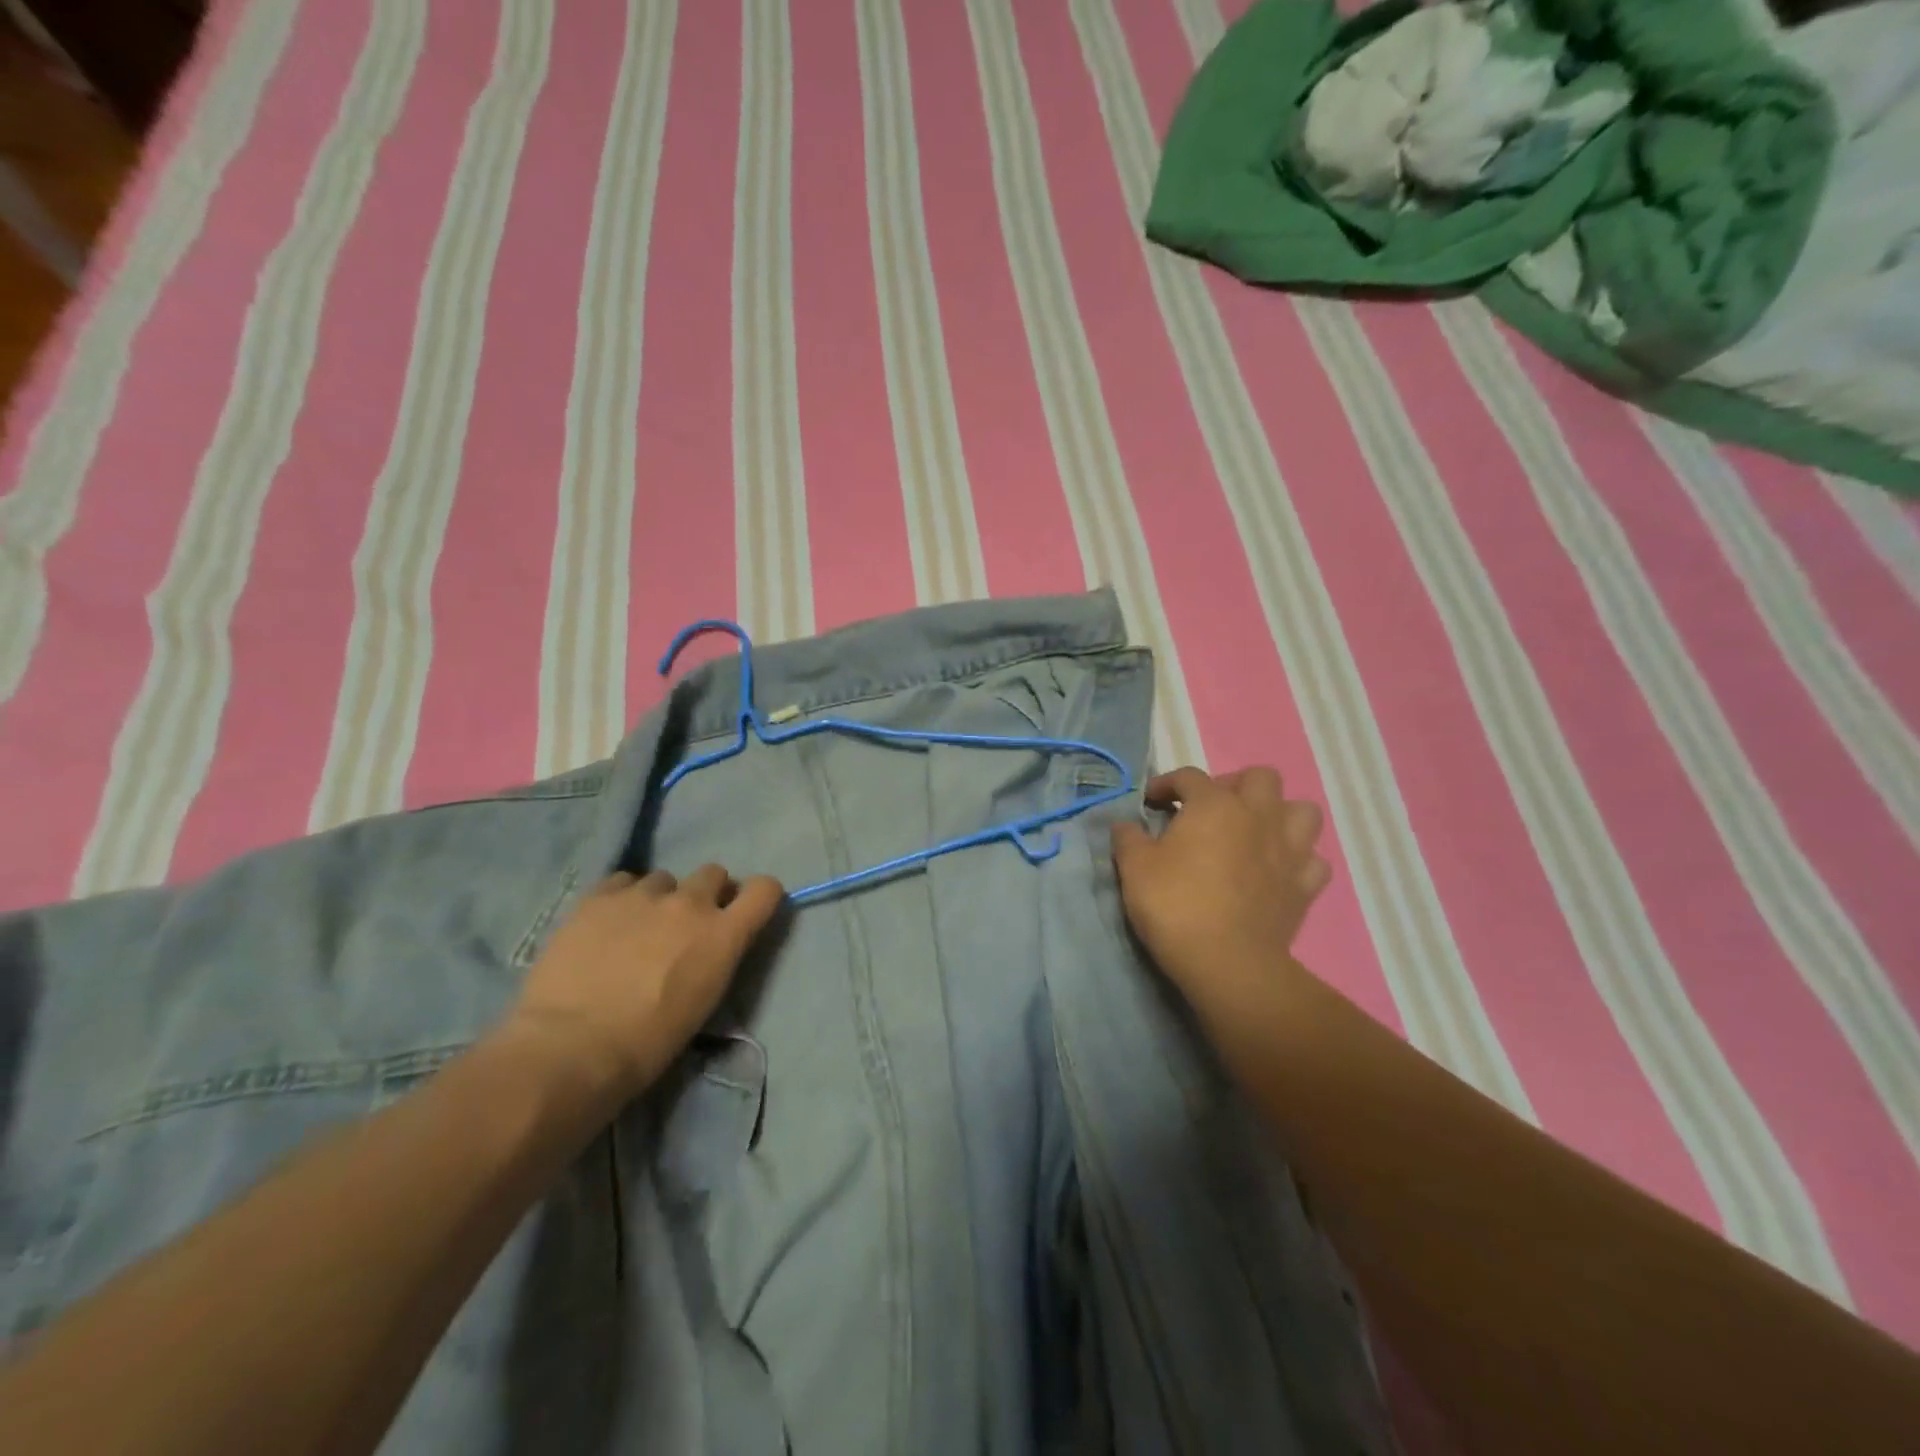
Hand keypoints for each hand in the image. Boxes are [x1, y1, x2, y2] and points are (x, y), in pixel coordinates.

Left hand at [504, 866, 783, 1106]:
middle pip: (713, 873)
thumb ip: (715, 958)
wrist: (571, 1049)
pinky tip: (605, 925)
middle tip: (684, 925)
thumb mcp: (703, 1001)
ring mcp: (643, 895)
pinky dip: (621, 898)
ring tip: (635, 928)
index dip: (758, 896)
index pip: (764, 889)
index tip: (743, 911)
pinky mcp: (599, 896)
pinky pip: (622, 881)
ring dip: (659, 898)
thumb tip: (708, 945)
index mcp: (723, 935)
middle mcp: (690, 903)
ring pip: (664, 879)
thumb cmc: (646, 1044)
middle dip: (705, 894)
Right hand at [1111, 766, 1329, 1006]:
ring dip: (1280, 815)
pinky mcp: (1305, 886)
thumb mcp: (1134, 868)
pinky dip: (1298, 860)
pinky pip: (1314, 860)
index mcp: (1214, 805)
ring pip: (1302, 811)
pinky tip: (1278, 871)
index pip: (1190, 776)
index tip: (1150, 802)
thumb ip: (1128, 839)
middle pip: (1261, 778)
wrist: (1226, 963)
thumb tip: (1125, 825)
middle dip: (1235, 785)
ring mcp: (1289, 850)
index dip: (1166, 783)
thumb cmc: (1175, 906)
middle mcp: (1258, 816)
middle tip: (1211, 809)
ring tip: (1254, 832)